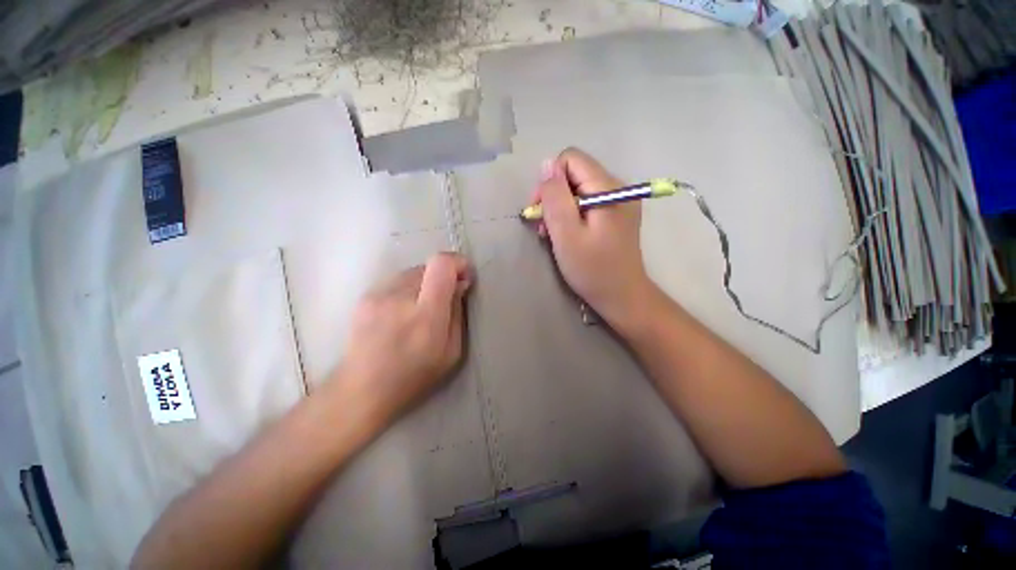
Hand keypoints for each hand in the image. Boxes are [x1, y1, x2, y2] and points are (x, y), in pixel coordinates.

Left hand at [331, 253, 471, 424]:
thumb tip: (460, 284)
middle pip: (428, 266)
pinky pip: (396, 282)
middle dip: (442, 277)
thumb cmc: (414, 376)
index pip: (441, 265)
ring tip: (419, 310)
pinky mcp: (365, 297)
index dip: (457, 262)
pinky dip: (407, 290)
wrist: (361, 390)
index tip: (464, 275)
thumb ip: (458, 313)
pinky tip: (401, 314)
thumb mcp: (452, 352)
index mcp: (426, 315)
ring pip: (412, 272)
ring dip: (424, 284)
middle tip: (443, 299)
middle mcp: (400, 297)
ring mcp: (378, 295)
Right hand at [530, 148, 652, 326]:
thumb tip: (547, 164)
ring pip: (578, 189)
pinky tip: (566, 235)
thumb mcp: (566, 235)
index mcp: (608, 188)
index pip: (570, 159)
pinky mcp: (616, 215)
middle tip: (544, 227)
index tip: (541, 210)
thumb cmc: (592, 270)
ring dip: (560, 208)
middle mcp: (618, 187)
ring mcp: (619, 201)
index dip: (550, 181)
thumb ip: (555, 197)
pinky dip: (571, 215)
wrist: (622, 297)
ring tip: (552, 234)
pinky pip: (587, 203)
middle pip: (574, 174)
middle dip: (553, 197)